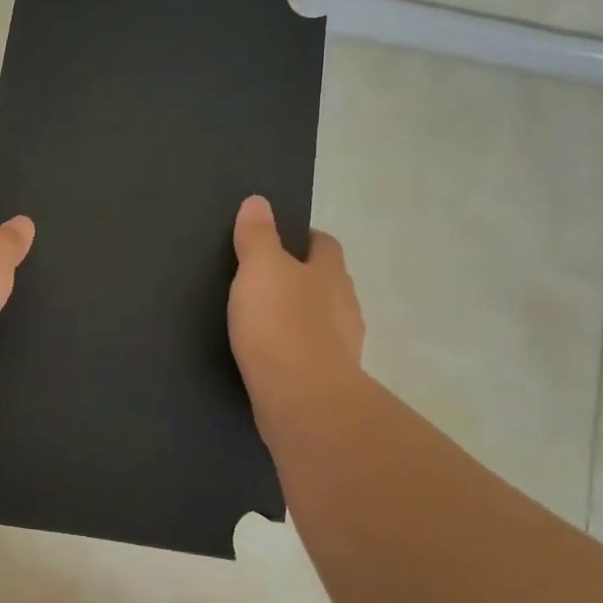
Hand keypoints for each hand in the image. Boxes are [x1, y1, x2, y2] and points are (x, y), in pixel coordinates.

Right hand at [228, 195, 365, 419]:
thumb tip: (258, 201)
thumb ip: (258, 235)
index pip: (324, 244)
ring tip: (264, 321)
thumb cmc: (281, 325)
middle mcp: (345, 305)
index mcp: (330, 272)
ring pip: (322, 320)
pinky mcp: (330, 380)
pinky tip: (272, 357)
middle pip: (326, 282)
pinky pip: (312, 355)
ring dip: (300, 317)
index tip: (277, 241)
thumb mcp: (260, 269)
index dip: (303, 238)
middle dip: (302, 278)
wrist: (303, 401)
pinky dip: (295, 351)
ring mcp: (343, 346)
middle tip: (264, 281)